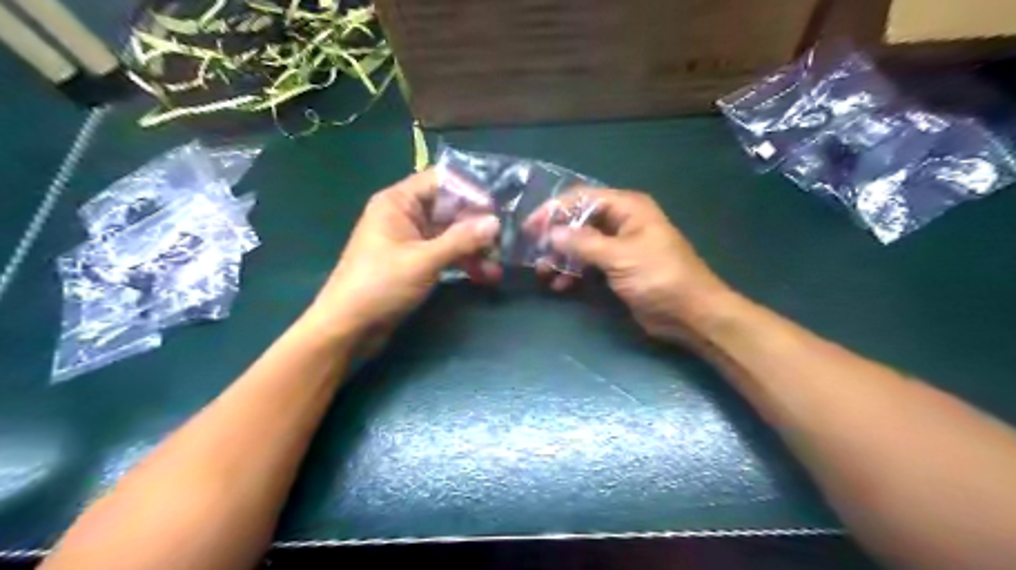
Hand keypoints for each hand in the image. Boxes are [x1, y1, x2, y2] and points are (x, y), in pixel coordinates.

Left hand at [308, 172, 501, 351]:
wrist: (348, 328)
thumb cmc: (380, 285)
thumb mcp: (424, 260)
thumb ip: (461, 240)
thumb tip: (495, 222)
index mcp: (398, 202)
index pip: (440, 181)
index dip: (469, 191)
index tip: (497, 207)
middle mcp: (405, 216)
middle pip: (449, 209)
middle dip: (476, 225)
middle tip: (505, 240)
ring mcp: (410, 240)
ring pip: (450, 235)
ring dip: (473, 249)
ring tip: (498, 266)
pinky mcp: (415, 262)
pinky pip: (444, 254)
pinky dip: (463, 263)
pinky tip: (484, 276)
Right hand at [544, 186, 735, 342]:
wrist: (690, 313)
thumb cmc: (659, 277)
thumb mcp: (620, 256)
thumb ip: (583, 243)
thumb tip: (552, 233)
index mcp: (627, 208)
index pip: (582, 199)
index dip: (554, 210)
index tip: (531, 227)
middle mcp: (621, 222)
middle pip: (579, 221)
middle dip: (556, 236)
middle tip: (534, 253)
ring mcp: (619, 246)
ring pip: (581, 245)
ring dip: (561, 257)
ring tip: (543, 273)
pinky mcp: (617, 269)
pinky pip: (588, 264)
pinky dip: (573, 272)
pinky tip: (560, 285)